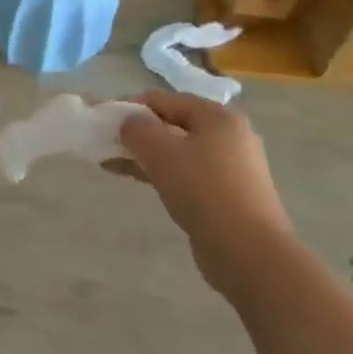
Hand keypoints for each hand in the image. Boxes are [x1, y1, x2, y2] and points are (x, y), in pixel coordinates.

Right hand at [113, 90, 292, 298]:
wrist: (250, 254)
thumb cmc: (205, 192)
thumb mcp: (163, 154)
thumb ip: (138, 130)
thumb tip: (128, 122)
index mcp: (217, 116)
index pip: (164, 100)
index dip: (130, 105)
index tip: (102, 119)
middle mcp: (228, 135)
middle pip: (172, 123)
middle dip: (136, 132)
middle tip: (105, 142)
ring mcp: (230, 167)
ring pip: (177, 151)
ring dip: (144, 154)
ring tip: (111, 163)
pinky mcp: (226, 194)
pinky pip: (186, 173)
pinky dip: (160, 172)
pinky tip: (135, 178)